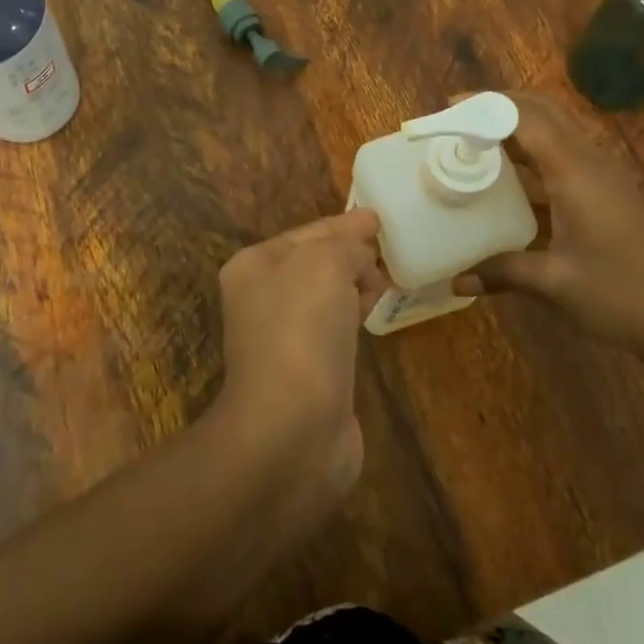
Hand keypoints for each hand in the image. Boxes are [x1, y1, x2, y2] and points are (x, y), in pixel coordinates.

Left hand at [212, 209, 386, 496]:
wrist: (293, 426)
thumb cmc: (302, 330)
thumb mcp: (325, 263)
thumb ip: (346, 245)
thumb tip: (363, 251)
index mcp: (254, 266)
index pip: (307, 232)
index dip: (344, 224)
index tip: (378, 217)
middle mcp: (262, 299)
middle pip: (315, 264)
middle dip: (351, 254)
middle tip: (389, 247)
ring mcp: (283, 338)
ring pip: (326, 297)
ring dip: (355, 284)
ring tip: (389, 276)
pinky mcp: (308, 372)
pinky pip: (335, 329)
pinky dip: (355, 315)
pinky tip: (375, 310)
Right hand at [454, 92, 643, 361]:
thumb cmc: (623, 296)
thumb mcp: (555, 283)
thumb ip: (502, 273)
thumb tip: (456, 281)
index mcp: (575, 172)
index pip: (525, 118)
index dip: (485, 105)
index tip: (449, 105)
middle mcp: (592, 162)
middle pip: (545, 111)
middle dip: (501, 105)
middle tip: (460, 116)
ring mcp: (606, 177)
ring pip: (559, 131)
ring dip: (520, 126)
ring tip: (479, 141)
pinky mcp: (612, 195)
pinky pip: (567, 156)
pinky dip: (536, 153)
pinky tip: (514, 181)